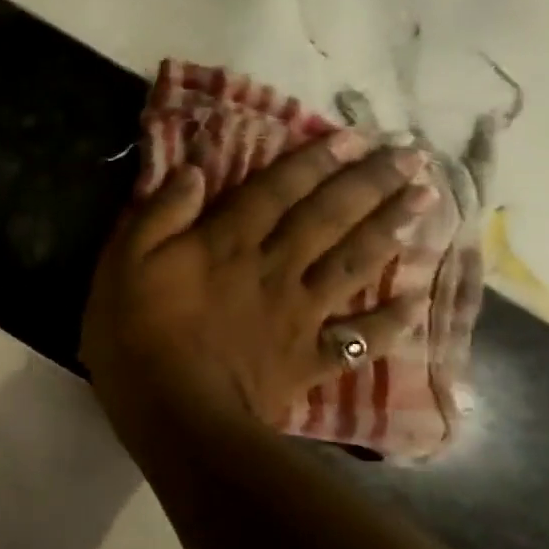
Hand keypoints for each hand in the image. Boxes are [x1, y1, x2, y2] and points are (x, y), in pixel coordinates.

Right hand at [81, 133, 434, 436]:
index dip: (313, 161)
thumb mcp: (123, 264)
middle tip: (410, 156)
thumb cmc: (136, 335)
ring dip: (389, 231)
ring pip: (353, 266)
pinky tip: (417, 302)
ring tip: (425, 202)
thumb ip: (159, 216)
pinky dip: (391, 321)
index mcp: (228, 244)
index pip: (276, 191)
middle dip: (368, 184)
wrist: (174, 412)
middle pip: (328, 219)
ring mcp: (298, 316)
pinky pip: (359, 338)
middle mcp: (274, 269)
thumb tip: (194, 172)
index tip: (351, 136)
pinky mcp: (307, 359)